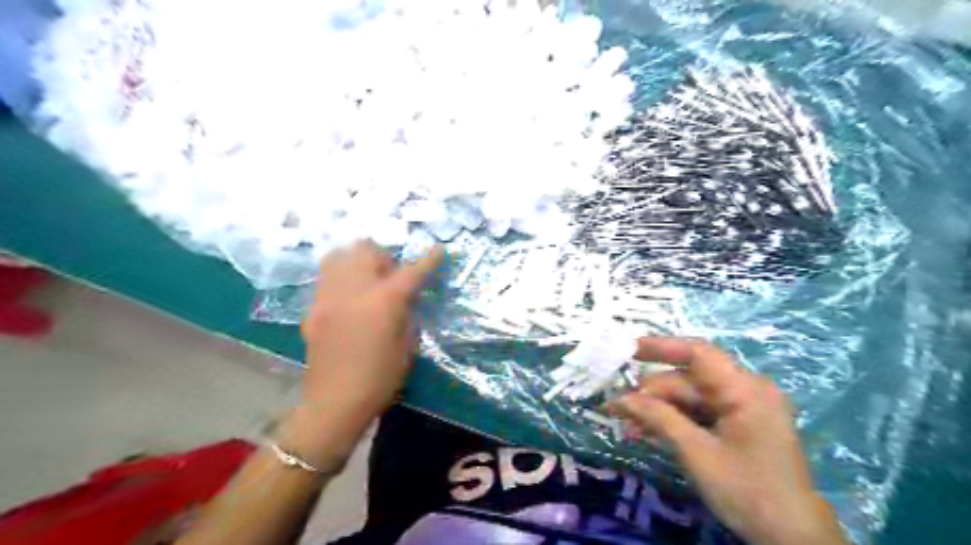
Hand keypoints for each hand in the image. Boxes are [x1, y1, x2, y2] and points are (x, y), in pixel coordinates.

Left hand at [286, 240, 442, 467]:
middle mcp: (354, 290)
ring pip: (339, 256)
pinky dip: (341, 278)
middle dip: (383, 256)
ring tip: (366, 281)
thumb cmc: (380, 378)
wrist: (334, 403)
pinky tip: (348, 299)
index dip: (428, 260)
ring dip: (357, 261)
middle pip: (365, 249)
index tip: (438, 250)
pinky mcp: (313, 309)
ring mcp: (329, 297)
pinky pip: (326, 279)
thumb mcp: (407, 346)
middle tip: (391, 276)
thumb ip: (407, 314)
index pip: (411, 271)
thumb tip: (405, 298)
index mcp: (384, 302)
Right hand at [610, 336, 846, 543]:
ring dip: (659, 409)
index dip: (661, 347)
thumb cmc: (748, 492)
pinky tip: (648, 431)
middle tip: (619, 409)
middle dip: (652, 392)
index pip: (698, 353)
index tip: (626, 350)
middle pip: (688, 380)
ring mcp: (744, 408)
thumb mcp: (697, 454)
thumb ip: (658, 418)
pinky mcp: (739, 424)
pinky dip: (674, 420)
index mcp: (745, 390)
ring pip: (690, 397)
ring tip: (627, 424)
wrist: (793, 539)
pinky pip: (700, 412)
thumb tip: (619, 399)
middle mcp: (746, 390)